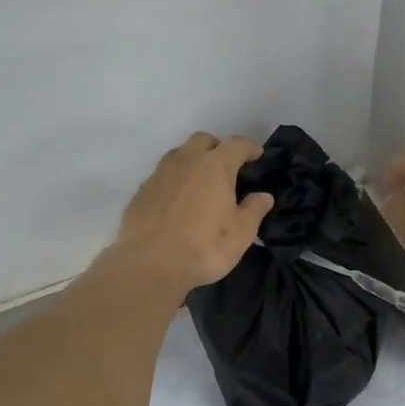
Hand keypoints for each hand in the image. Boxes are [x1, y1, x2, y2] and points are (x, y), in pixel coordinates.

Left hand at [111, 133, 274, 296]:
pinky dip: (174, 181)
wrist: (149, 265)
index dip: (249, 147)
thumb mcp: (241, 234)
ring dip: (193, 161)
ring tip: (200, 183)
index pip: (237, 144)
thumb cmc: (204, 247)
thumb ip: (254, 210)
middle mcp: (186, 161)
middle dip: (217, 148)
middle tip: (226, 168)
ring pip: (179, 154)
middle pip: (203, 140)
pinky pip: (162, 176)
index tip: (257, 156)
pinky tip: (177, 202)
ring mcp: (159, 174)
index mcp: (215, 166)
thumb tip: (263, 196)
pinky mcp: (141, 191)